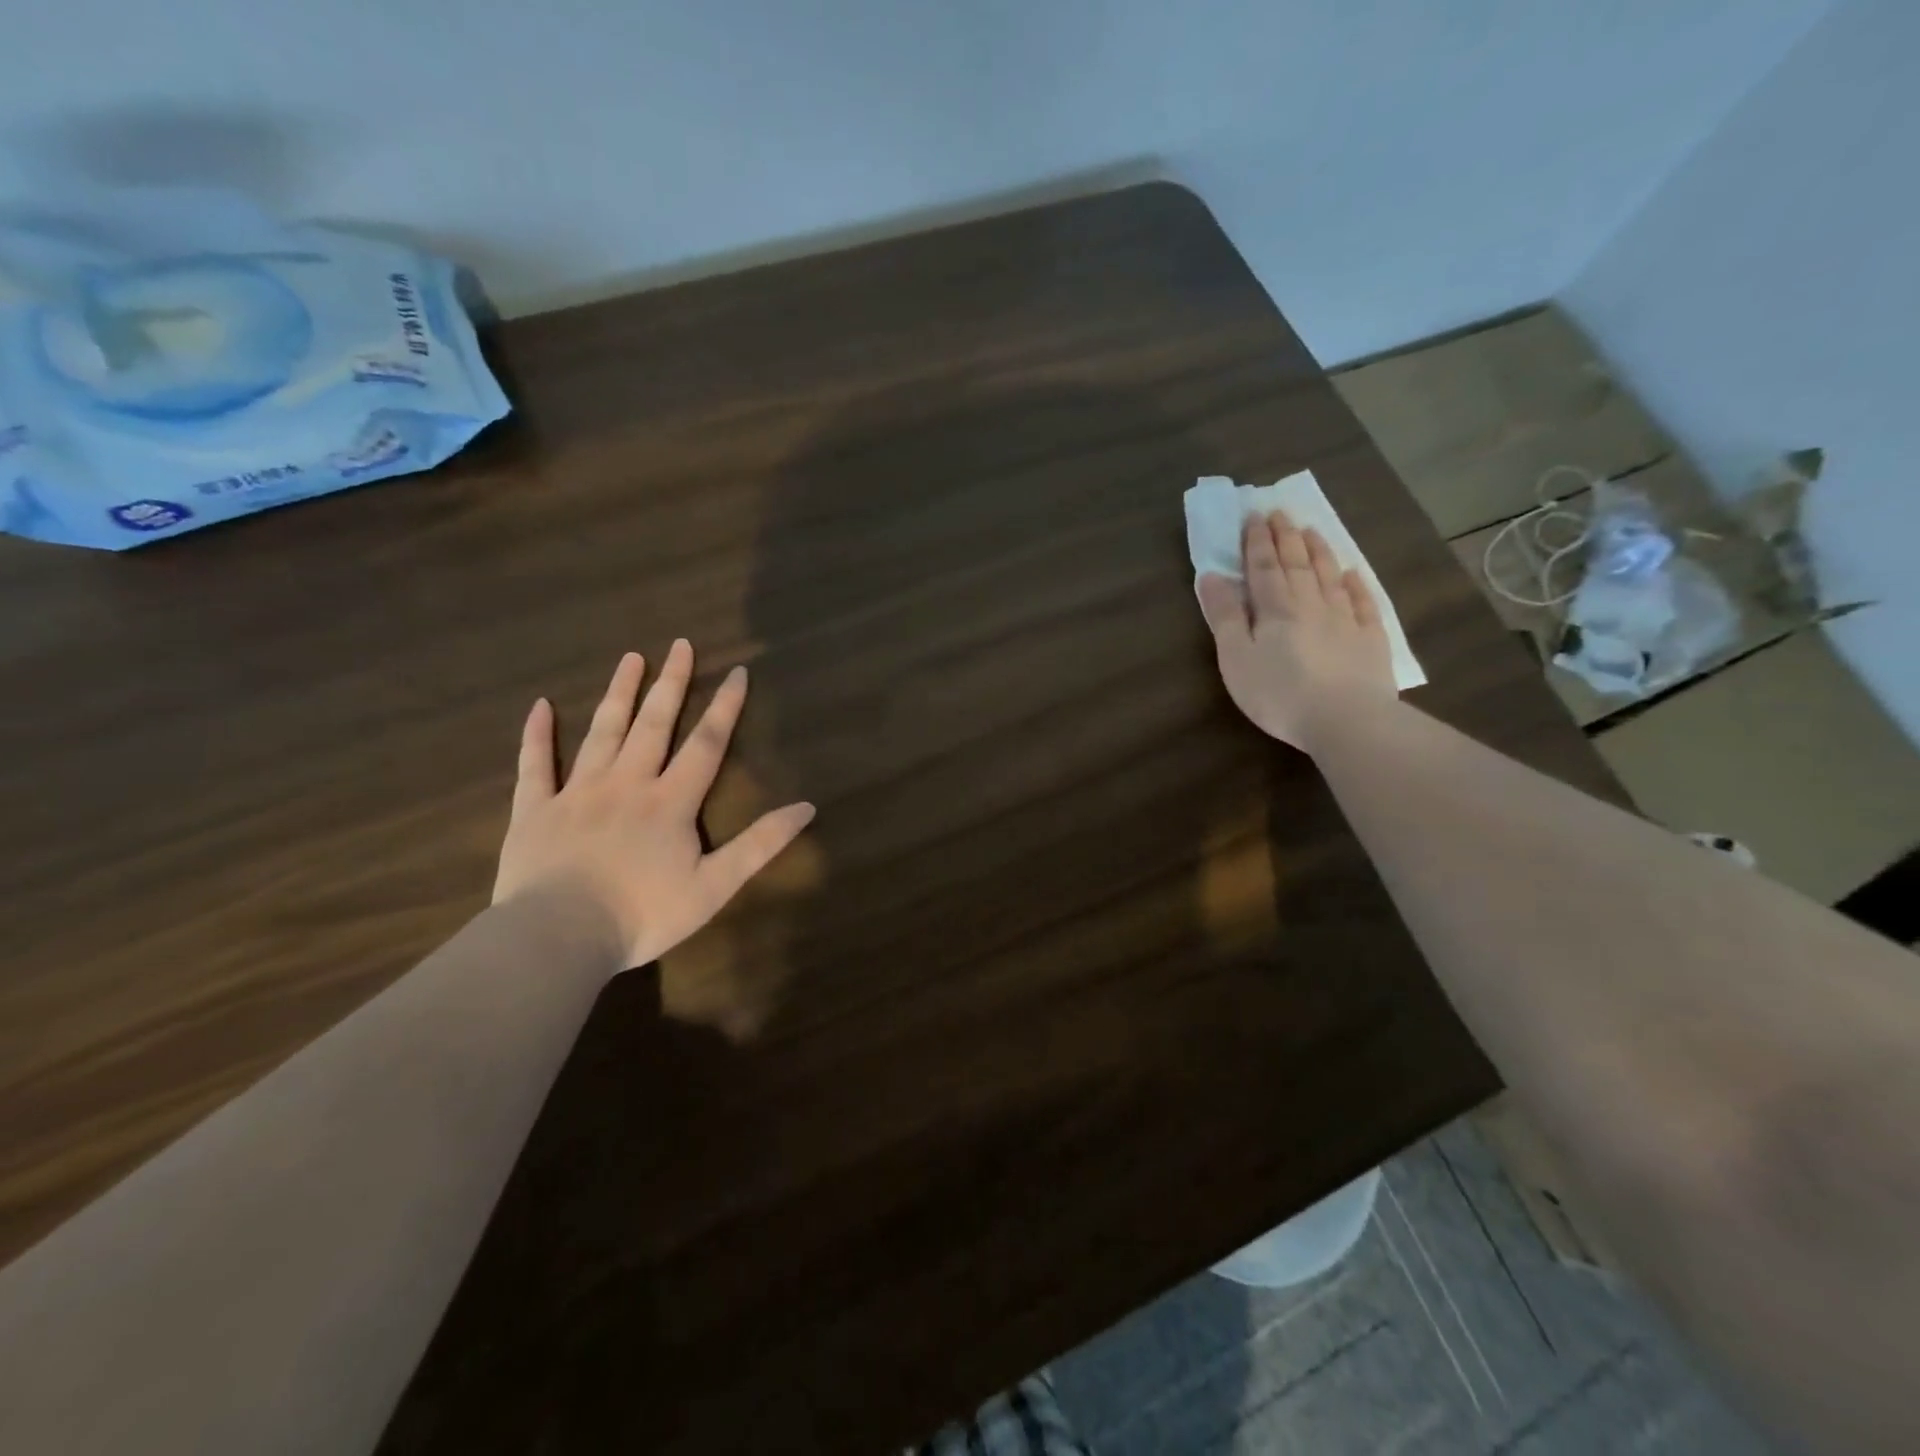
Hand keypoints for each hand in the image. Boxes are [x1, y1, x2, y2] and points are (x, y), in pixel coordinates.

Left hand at [493, 641, 814, 972]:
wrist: (558, 938)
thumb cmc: (643, 914)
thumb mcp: (715, 886)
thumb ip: (760, 844)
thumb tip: (807, 807)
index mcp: (670, 801)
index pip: (706, 743)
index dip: (725, 706)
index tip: (736, 670)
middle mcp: (627, 783)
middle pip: (653, 724)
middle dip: (671, 683)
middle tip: (680, 644)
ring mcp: (577, 793)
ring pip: (601, 732)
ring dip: (619, 694)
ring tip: (630, 658)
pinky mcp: (534, 810)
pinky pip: (534, 766)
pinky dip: (535, 735)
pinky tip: (539, 706)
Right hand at [1197, 510, 1397, 751]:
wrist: (1346, 720)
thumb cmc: (1278, 693)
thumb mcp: (1236, 658)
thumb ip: (1225, 616)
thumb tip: (1211, 576)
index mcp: (1276, 610)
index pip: (1264, 568)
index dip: (1256, 542)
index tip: (1253, 516)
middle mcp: (1312, 605)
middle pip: (1297, 565)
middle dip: (1285, 538)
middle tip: (1280, 512)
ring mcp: (1345, 621)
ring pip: (1330, 577)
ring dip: (1319, 552)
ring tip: (1312, 531)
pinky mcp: (1370, 642)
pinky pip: (1363, 604)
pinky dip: (1357, 586)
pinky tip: (1353, 575)